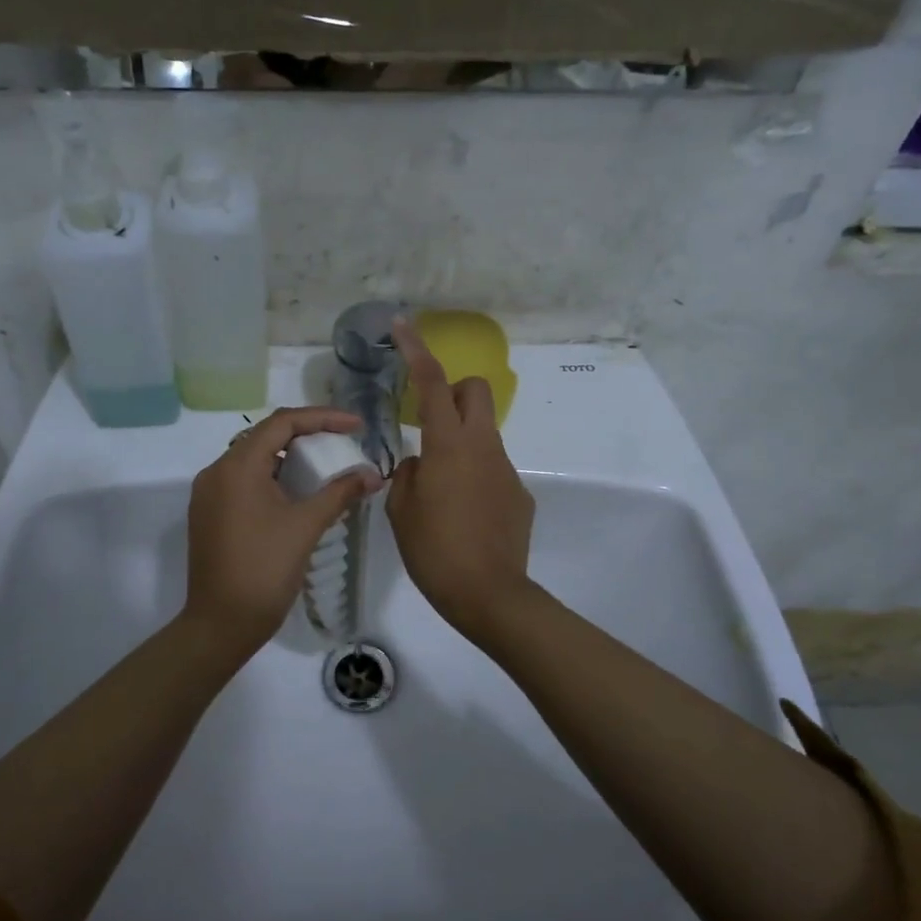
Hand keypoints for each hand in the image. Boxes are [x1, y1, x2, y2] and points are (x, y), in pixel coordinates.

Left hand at [182, 406, 382, 659]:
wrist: (221, 623)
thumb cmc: (265, 570)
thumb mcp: (306, 526)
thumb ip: (340, 492)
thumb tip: (374, 476)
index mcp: (237, 466)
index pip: (282, 423)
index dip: (322, 418)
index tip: (356, 426)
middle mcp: (216, 471)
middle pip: (265, 437)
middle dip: (306, 435)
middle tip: (342, 442)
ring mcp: (208, 494)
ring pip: (253, 460)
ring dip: (288, 457)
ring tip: (324, 465)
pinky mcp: (208, 514)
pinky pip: (243, 482)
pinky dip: (272, 478)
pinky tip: (296, 492)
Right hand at [386, 318, 535, 638]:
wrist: (489, 594)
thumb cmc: (434, 551)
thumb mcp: (401, 510)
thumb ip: (406, 474)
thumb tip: (419, 463)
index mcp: (448, 446)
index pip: (432, 383)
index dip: (416, 351)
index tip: (404, 325)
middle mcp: (483, 446)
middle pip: (476, 390)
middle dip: (454, 391)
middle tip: (430, 423)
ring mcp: (506, 469)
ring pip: (484, 432)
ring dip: (461, 441)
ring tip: (441, 488)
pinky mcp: (519, 493)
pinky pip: (493, 468)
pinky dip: (476, 476)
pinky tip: (465, 515)